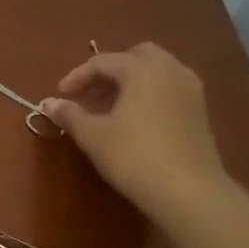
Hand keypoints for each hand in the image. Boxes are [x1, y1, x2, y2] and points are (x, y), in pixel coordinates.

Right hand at [40, 43, 229, 219]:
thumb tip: (48, 103)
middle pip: (135, 57)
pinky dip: (148, 94)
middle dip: (109, 72)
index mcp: (142, 69)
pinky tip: (133, 120)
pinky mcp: (199, 111)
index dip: (77, 77)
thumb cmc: (134, 156)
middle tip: (89, 95)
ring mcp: (190, 89)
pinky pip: (168, 89)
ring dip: (129, 83)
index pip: (103, 62)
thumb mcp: (93, 135)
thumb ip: (69, 114)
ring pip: (155, 72)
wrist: (188, 191)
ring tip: (108, 109)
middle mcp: (170, 70)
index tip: (60, 96)